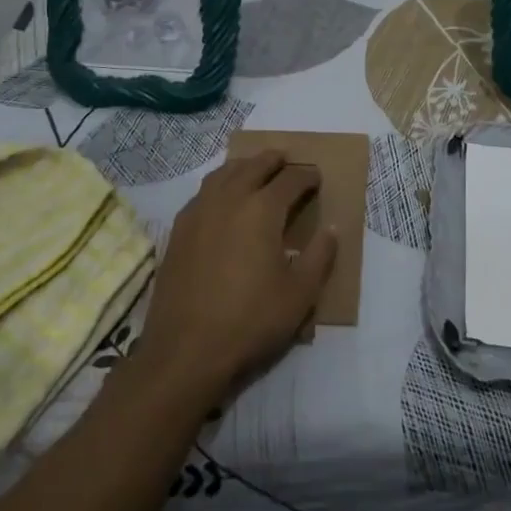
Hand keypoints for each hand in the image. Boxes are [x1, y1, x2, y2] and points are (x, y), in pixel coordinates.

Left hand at [137, 151, 336, 402]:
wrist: (185, 350)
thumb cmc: (250, 321)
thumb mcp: (300, 294)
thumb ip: (320, 256)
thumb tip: (331, 228)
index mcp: (262, 209)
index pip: (290, 180)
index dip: (307, 176)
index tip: (317, 177)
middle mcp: (229, 199)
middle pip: (254, 166)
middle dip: (274, 160)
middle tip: (287, 160)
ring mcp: (199, 212)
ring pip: (224, 173)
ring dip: (244, 166)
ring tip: (255, 169)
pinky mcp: (179, 230)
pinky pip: (203, 192)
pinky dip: (219, 184)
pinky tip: (222, 199)